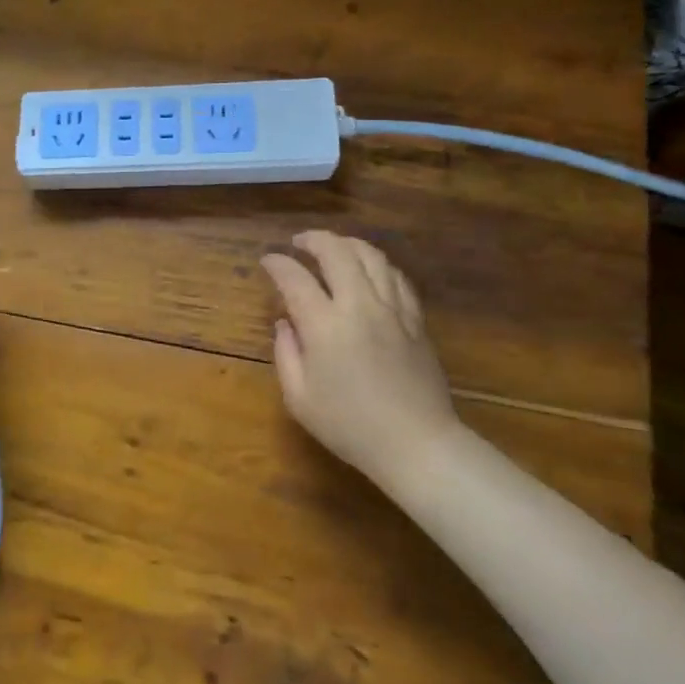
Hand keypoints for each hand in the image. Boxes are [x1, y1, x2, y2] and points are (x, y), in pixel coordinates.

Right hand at [260, 231, 459, 481]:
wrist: (416, 444)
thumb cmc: (350, 426)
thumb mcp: (299, 398)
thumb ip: (286, 354)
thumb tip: (285, 323)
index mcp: (325, 325)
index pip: (295, 278)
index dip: (278, 263)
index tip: (268, 260)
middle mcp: (359, 305)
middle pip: (337, 252)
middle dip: (314, 239)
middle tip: (299, 242)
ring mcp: (392, 309)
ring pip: (372, 256)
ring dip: (347, 244)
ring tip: (333, 247)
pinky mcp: (415, 319)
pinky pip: (396, 276)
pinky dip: (377, 264)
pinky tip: (369, 270)